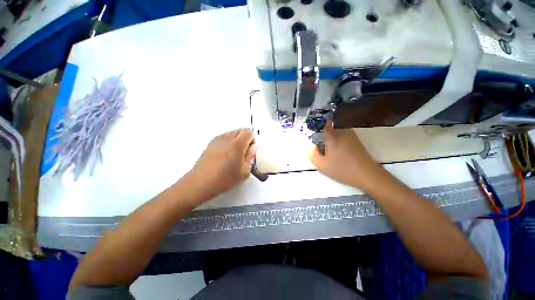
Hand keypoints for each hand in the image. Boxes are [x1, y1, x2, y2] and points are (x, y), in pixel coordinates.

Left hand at [188, 129, 255, 200]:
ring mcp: (218, 140)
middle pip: (240, 130)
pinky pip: (223, 136)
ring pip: (231, 132)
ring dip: (237, 138)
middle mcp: (227, 138)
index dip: (252, 138)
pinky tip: (226, 153)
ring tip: (234, 152)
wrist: (201, 182)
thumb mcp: (244, 171)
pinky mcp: (211, 143)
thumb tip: (253, 147)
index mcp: (237, 145)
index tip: (251, 148)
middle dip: (245, 137)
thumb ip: (251, 156)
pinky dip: (228, 140)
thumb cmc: (225, 179)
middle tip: (244, 151)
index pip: (248, 132)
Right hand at [308, 123, 381, 189]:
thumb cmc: (343, 169)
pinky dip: (335, 141)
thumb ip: (312, 155)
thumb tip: (311, 148)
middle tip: (319, 148)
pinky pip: (340, 135)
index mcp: (332, 135)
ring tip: (327, 152)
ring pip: (333, 131)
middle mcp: (341, 130)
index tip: (310, 135)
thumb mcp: (322, 165)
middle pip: (326, 127)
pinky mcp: (355, 139)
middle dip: (320, 135)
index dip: (313, 126)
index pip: (320, 123)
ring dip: (328, 139)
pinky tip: (336, 153)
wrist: (368, 175)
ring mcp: (350, 134)